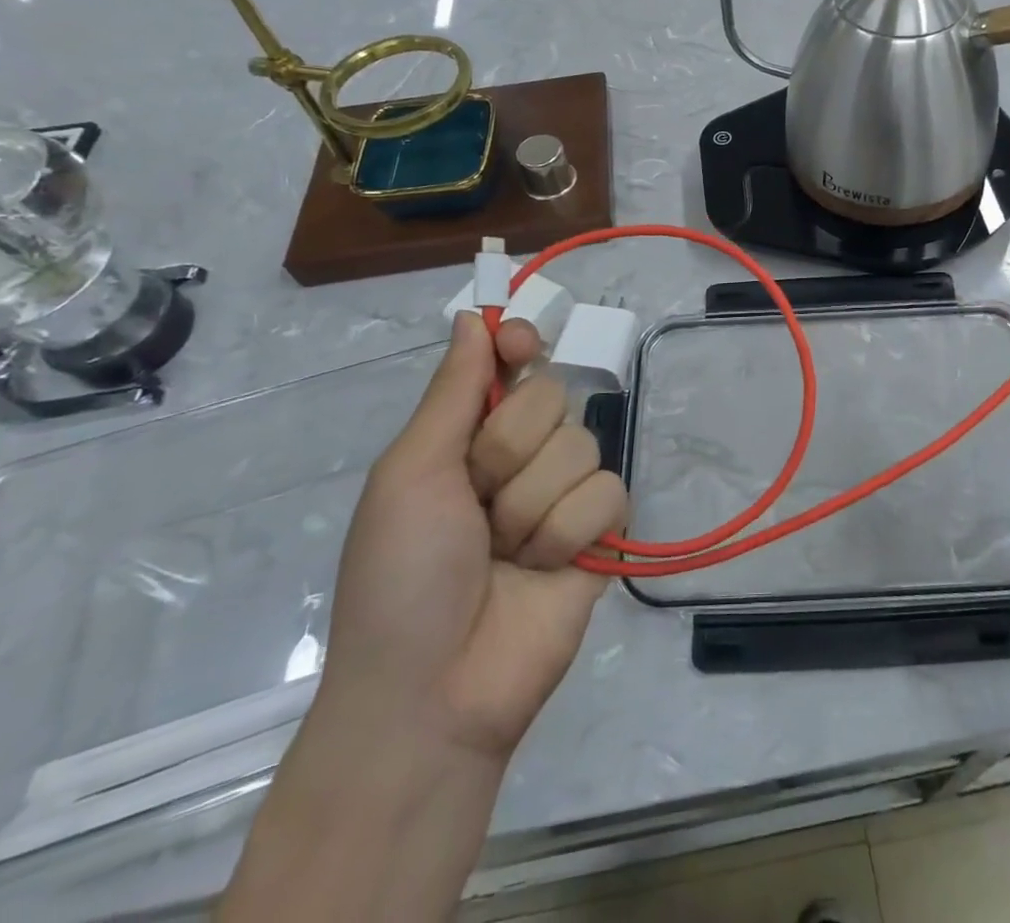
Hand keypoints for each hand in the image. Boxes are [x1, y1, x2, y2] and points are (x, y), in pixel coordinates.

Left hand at [317, 312, 629, 760]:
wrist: (433, 692)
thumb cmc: (401, 577)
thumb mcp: (411, 474)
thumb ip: (452, 392)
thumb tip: (473, 316)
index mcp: (467, 437)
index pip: (511, 362)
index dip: (519, 346)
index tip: (518, 347)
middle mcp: (520, 457)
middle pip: (551, 398)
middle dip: (508, 454)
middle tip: (475, 506)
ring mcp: (562, 494)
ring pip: (581, 446)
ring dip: (533, 506)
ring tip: (504, 555)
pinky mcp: (601, 533)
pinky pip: (609, 493)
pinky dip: (571, 532)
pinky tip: (546, 570)